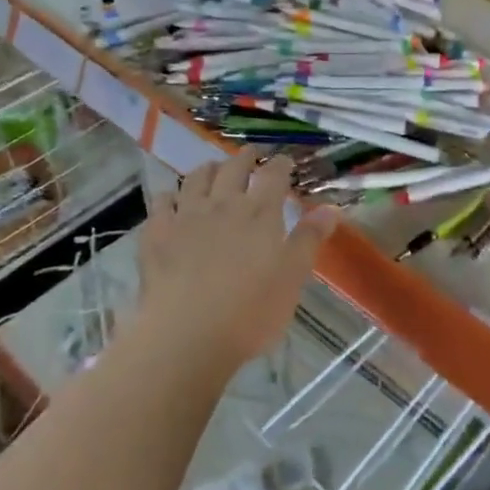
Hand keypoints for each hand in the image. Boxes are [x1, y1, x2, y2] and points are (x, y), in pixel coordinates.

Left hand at [135, 153, 335, 370]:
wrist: (187, 335)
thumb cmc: (250, 311)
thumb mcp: (292, 277)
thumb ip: (309, 239)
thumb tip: (331, 208)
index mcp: (259, 212)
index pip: (274, 175)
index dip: (281, 164)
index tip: (285, 161)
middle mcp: (223, 203)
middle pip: (234, 168)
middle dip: (245, 158)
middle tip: (251, 155)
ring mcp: (186, 215)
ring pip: (196, 178)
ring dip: (207, 169)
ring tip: (212, 168)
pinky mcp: (157, 233)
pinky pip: (162, 202)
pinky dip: (169, 196)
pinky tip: (171, 201)